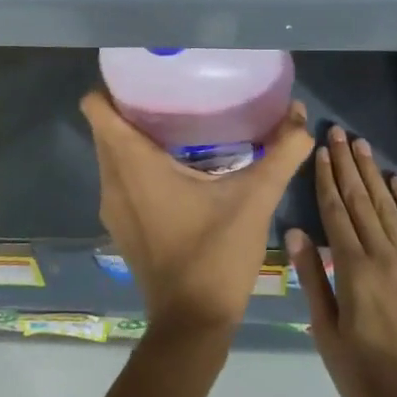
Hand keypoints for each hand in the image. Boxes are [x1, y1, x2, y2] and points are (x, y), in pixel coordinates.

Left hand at [82, 91, 313, 338]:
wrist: (192, 326)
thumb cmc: (215, 256)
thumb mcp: (255, 200)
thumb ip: (280, 153)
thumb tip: (299, 114)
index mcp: (132, 165)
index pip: (96, 108)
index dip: (113, 84)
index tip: (144, 71)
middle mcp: (112, 181)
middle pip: (105, 126)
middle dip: (131, 104)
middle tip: (174, 90)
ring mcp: (113, 207)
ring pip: (112, 153)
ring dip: (135, 135)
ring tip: (179, 120)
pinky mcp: (121, 225)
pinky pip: (120, 177)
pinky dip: (138, 163)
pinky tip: (178, 165)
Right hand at [289, 128, 396, 396]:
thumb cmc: (370, 377)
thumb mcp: (328, 336)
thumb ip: (312, 281)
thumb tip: (296, 233)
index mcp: (353, 269)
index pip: (335, 212)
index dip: (327, 178)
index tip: (321, 150)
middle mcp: (383, 254)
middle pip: (361, 200)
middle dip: (347, 164)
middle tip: (338, 133)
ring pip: (388, 207)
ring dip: (373, 174)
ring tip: (362, 146)